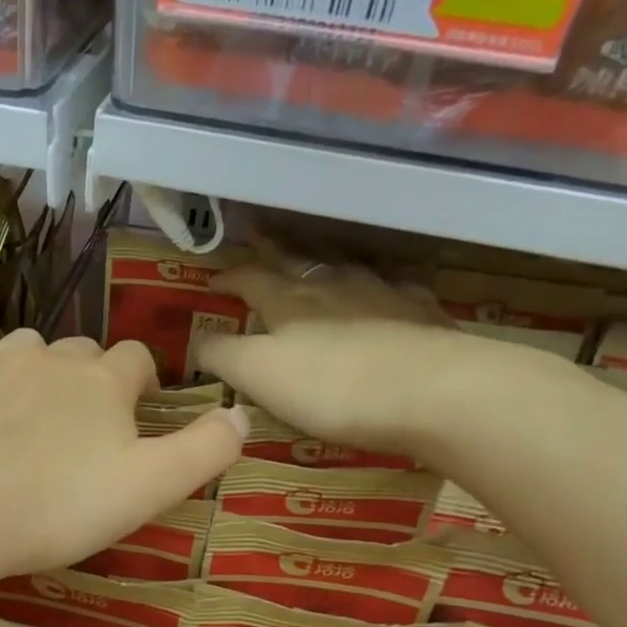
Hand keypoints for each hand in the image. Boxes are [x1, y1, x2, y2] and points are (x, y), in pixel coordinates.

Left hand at [0, 330, 245, 594]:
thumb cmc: (57, 504)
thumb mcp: (149, 486)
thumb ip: (203, 450)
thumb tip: (241, 415)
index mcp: (102, 379)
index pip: (137, 360)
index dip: (144, 383)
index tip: (141, 413)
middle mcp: (48, 357)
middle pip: (82, 354)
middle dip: (92, 381)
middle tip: (87, 431)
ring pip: (28, 354)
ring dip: (40, 377)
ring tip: (35, 424)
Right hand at [193, 261, 522, 460]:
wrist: (430, 391)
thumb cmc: (331, 386)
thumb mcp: (258, 375)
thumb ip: (223, 356)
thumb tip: (196, 344)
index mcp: (288, 300)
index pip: (249, 279)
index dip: (229, 278)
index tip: (213, 280)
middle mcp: (333, 285)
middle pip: (296, 260)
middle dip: (272, 250)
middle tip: (258, 235)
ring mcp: (382, 293)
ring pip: (344, 267)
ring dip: (324, 262)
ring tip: (315, 261)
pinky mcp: (421, 313)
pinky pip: (392, 288)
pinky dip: (377, 287)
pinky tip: (383, 292)